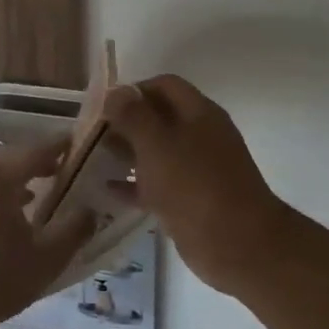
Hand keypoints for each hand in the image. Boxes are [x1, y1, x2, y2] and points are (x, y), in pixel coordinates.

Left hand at [0, 138, 95, 328]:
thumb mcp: (43, 261)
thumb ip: (73, 231)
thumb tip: (90, 210)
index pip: (40, 147)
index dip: (63, 147)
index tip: (82, 148)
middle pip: (11, 159)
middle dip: (37, 165)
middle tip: (62, 175)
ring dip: (12, 184)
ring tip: (34, 200)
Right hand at [102, 75, 293, 296]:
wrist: (236, 244)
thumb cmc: (194, 186)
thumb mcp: (157, 144)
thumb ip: (133, 115)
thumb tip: (115, 91)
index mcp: (199, 113)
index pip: (164, 85)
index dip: (133, 89)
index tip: (102, 105)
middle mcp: (200, 136)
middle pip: (159, 118)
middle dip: (126, 122)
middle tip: (91, 133)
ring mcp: (197, 170)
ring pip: (157, 152)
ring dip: (127, 152)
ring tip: (93, 157)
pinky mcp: (190, 200)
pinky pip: (157, 184)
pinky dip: (134, 184)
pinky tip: (106, 190)